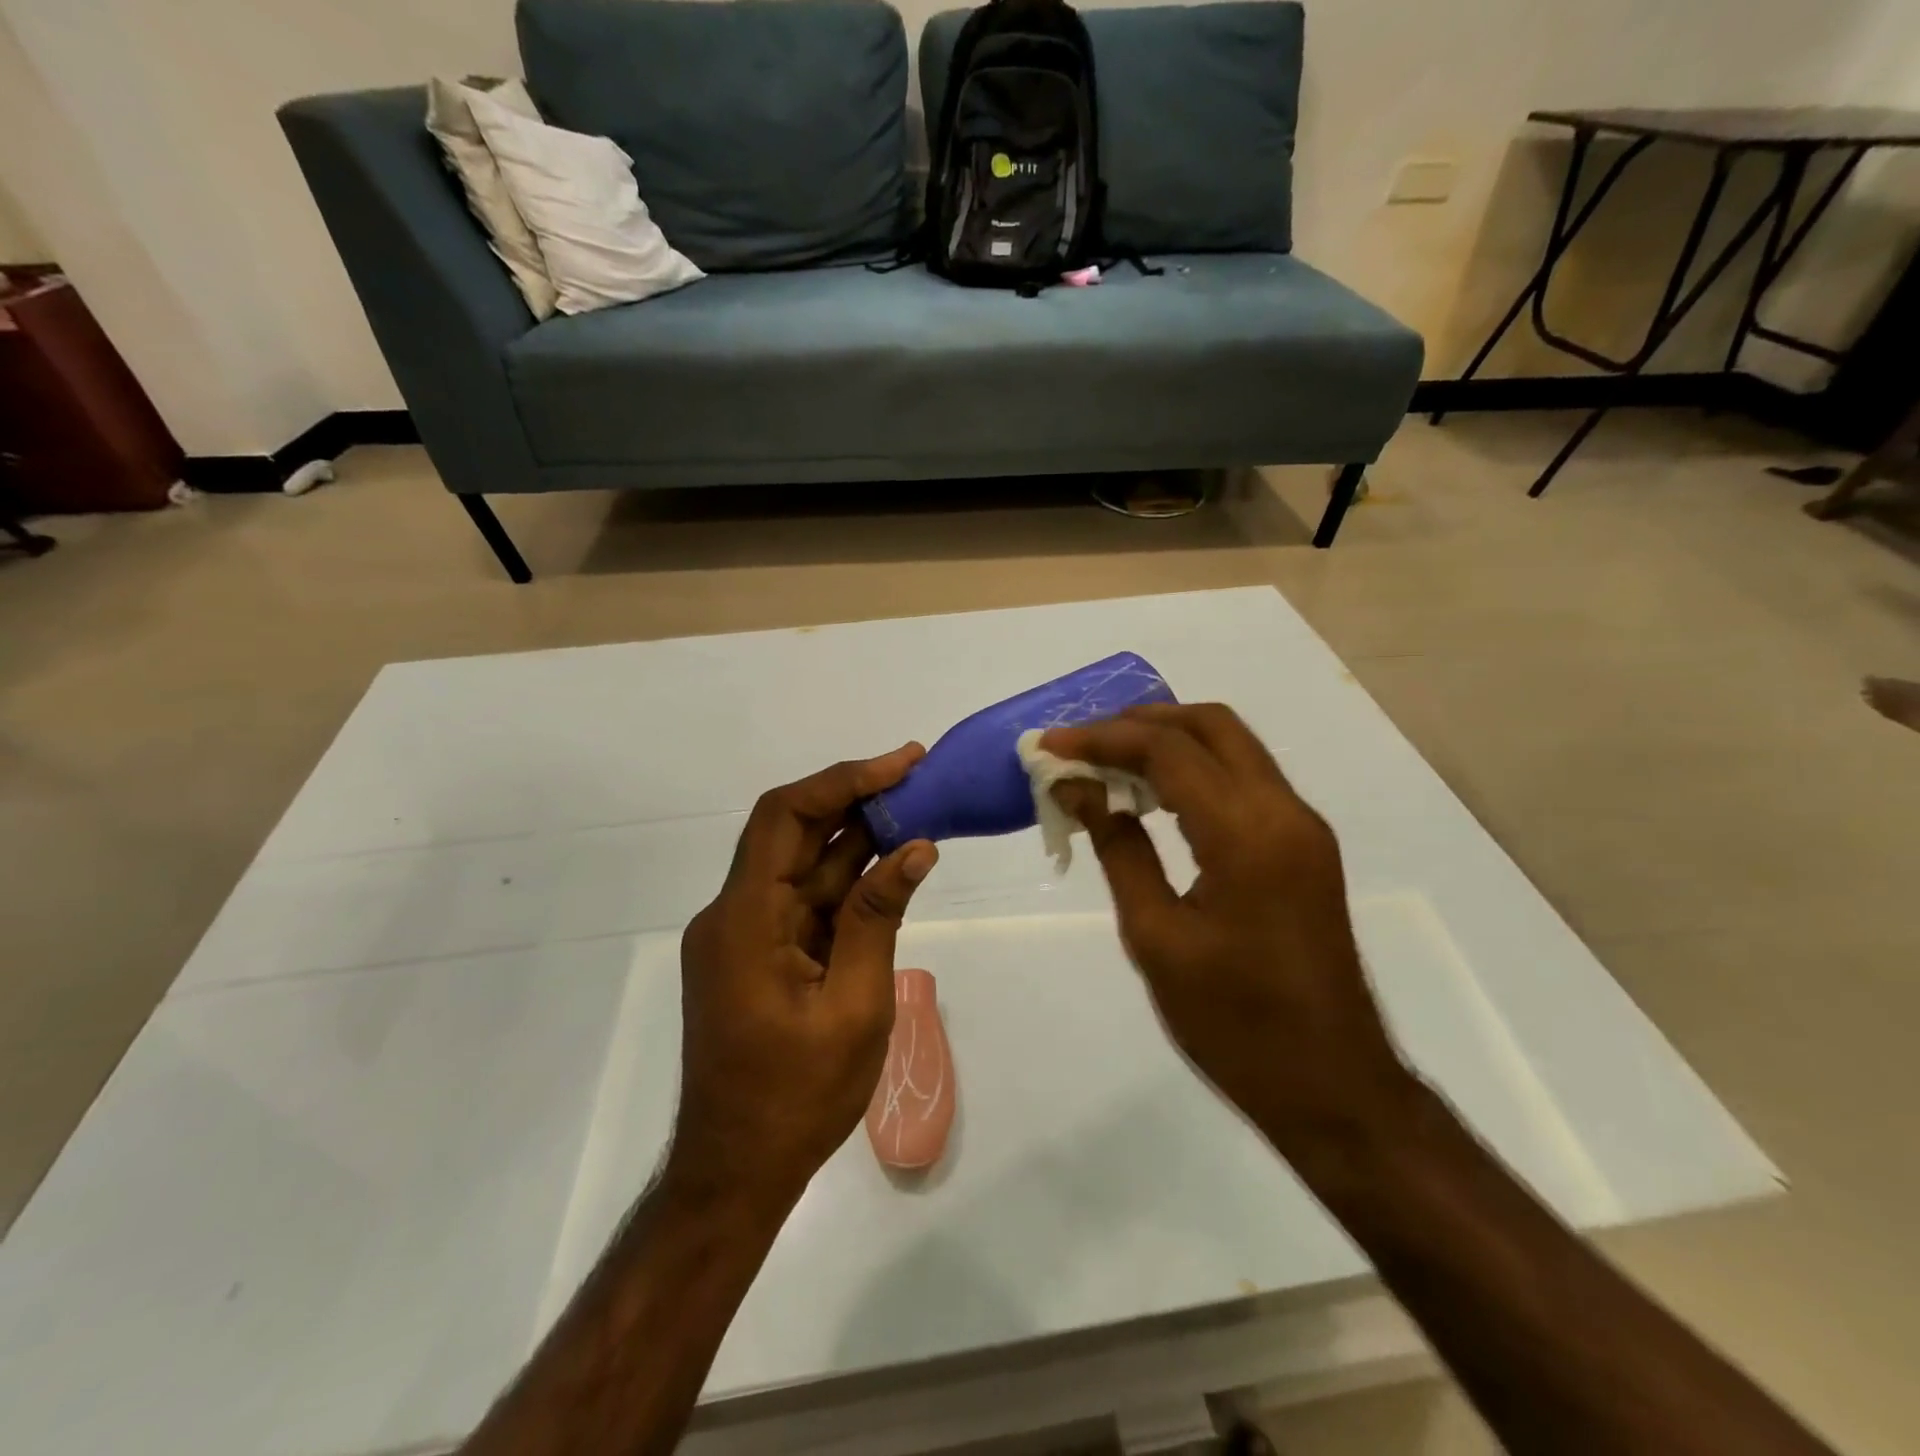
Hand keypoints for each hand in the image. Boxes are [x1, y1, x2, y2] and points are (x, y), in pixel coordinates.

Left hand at [671, 746, 938, 1212]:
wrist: (736, 1173)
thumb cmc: (797, 1099)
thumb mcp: (854, 1006)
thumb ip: (878, 918)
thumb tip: (915, 847)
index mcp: (745, 920)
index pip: (786, 817)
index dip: (844, 781)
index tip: (902, 764)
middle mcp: (734, 914)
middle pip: (792, 832)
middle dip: (855, 799)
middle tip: (919, 777)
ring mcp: (743, 935)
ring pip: (802, 865)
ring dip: (856, 838)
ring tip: (918, 811)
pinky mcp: (758, 954)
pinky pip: (803, 901)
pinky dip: (846, 881)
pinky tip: (890, 866)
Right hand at [1040, 704, 1410, 1146]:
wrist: (1332, 1086)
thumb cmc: (1234, 1024)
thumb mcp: (1156, 937)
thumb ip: (1118, 849)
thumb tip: (1079, 789)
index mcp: (1247, 834)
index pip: (1168, 750)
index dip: (1102, 738)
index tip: (1049, 747)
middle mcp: (1285, 811)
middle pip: (1211, 724)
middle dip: (1140, 721)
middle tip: (1083, 744)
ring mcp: (1302, 826)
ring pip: (1232, 746)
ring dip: (1169, 741)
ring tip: (1107, 763)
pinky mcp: (1304, 846)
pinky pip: (1244, 780)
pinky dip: (1195, 770)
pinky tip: (1152, 797)